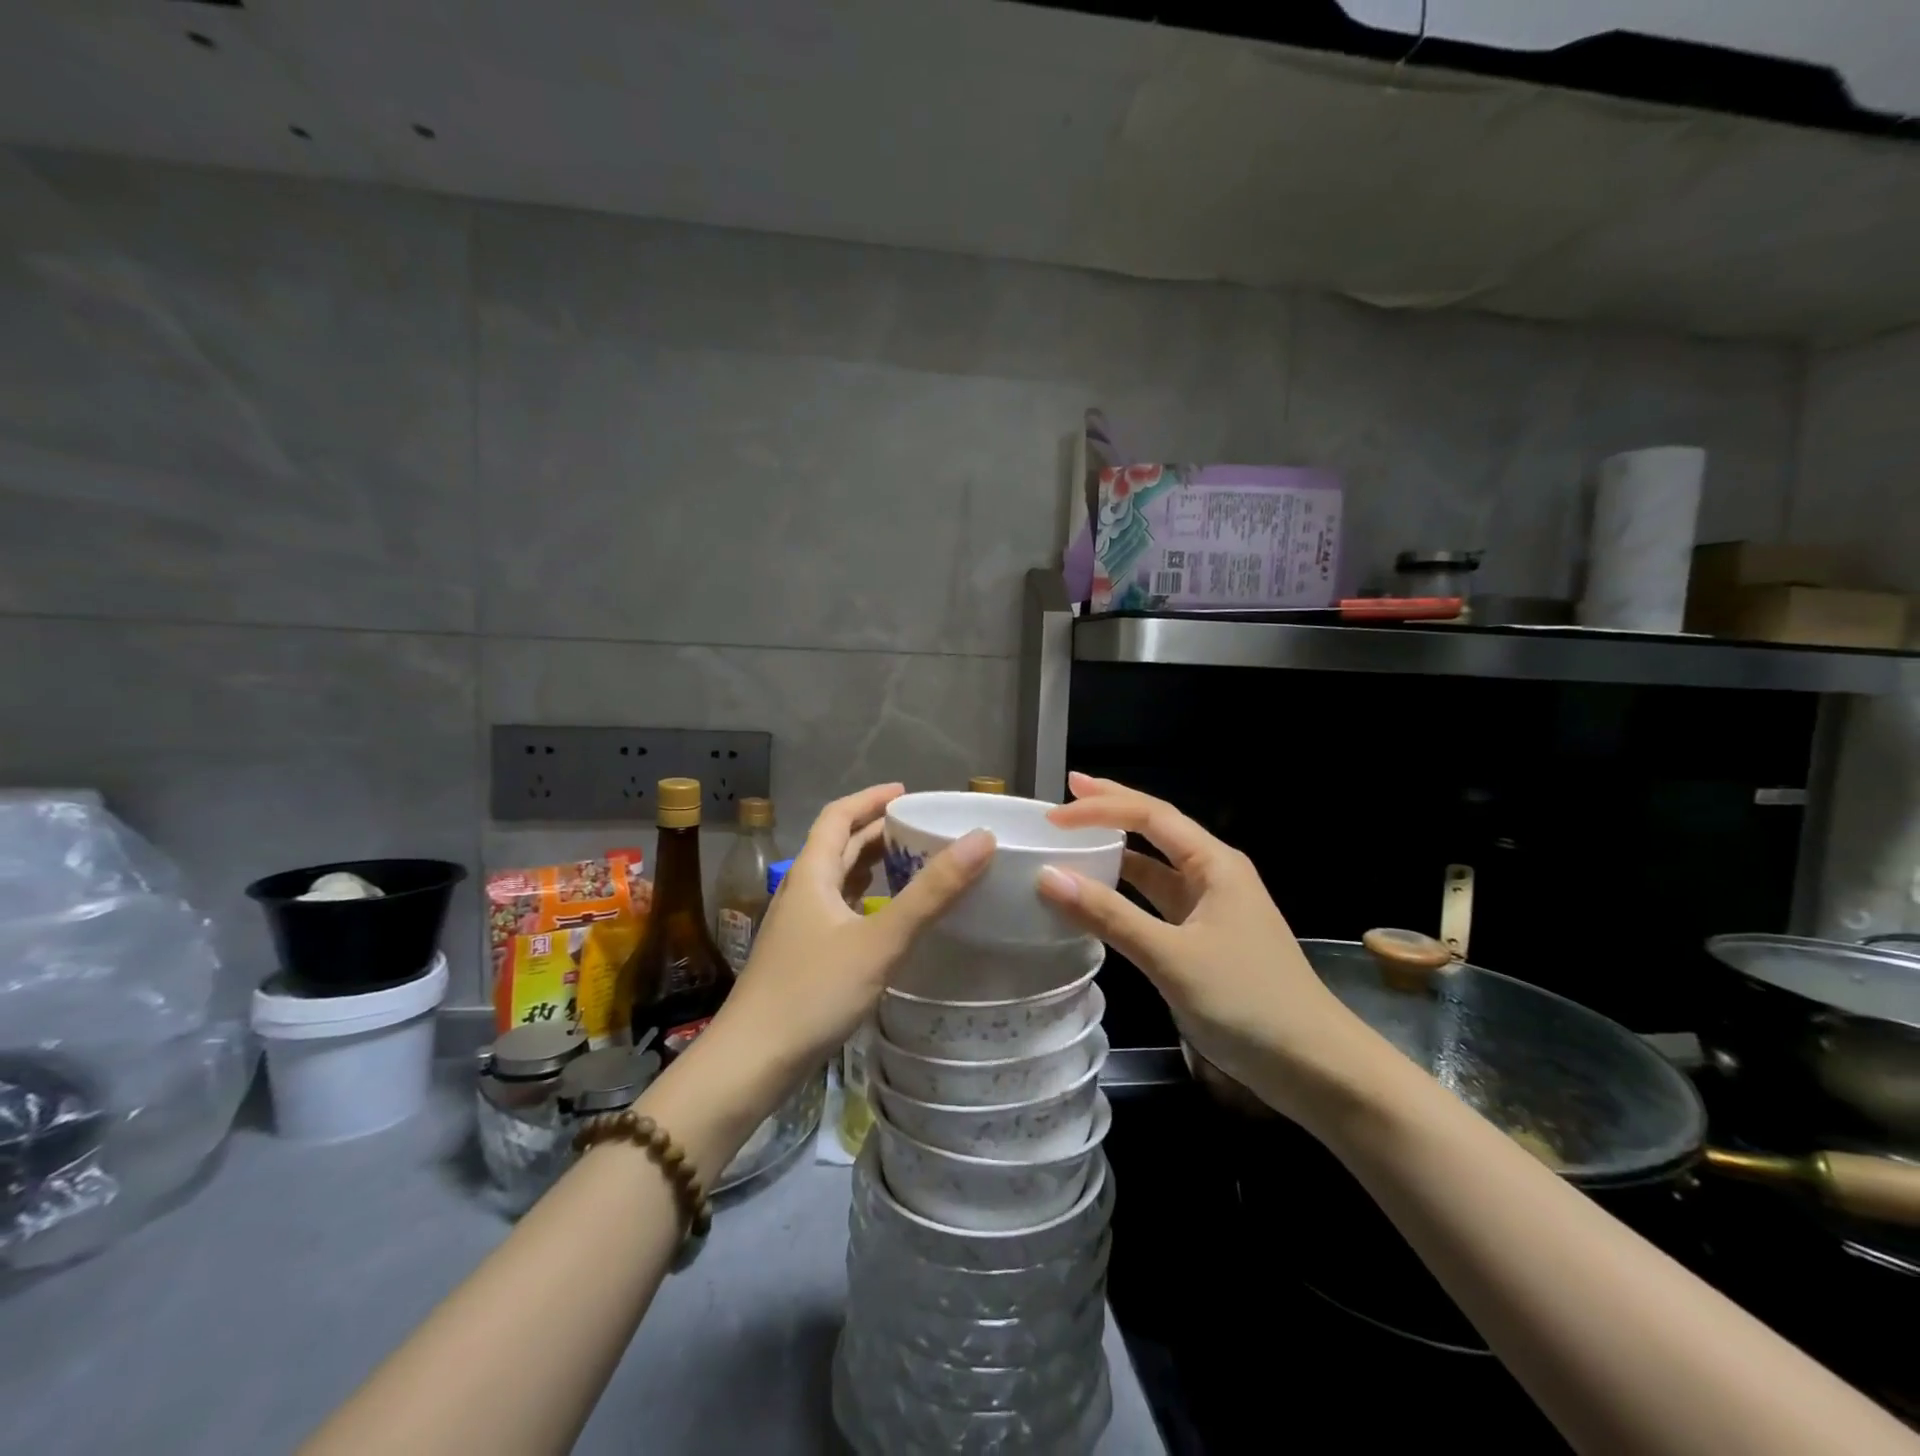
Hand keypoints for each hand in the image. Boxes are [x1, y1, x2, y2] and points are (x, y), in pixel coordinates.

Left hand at [710, 783, 992, 1087]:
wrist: (751, 1063)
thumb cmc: (812, 993)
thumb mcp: (879, 940)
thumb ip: (930, 893)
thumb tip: (980, 840)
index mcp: (811, 874)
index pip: (838, 816)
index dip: (871, 798)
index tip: (907, 792)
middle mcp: (802, 891)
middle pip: (840, 847)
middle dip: (878, 832)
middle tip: (924, 829)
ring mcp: (800, 927)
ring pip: (840, 881)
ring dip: (873, 866)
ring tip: (914, 864)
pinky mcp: (804, 957)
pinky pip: (840, 912)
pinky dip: (867, 901)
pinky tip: (889, 919)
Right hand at [1037, 772, 1376, 1127]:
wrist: (1315, 1067)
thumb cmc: (1247, 1001)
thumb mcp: (1171, 957)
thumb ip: (1110, 915)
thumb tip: (1048, 877)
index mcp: (1215, 864)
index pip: (1151, 816)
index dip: (1101, 808)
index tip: (1055, 814)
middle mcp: (1214, 875)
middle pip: (1156, 829)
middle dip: (1113, 809)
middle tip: (1068, 792)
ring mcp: (1212, 908)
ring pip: (1156, 866)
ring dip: (1118, 851)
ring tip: (1076, 838)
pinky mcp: (1206, 939)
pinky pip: (1158, 902)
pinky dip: (1126, 893)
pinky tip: (1101, 896)